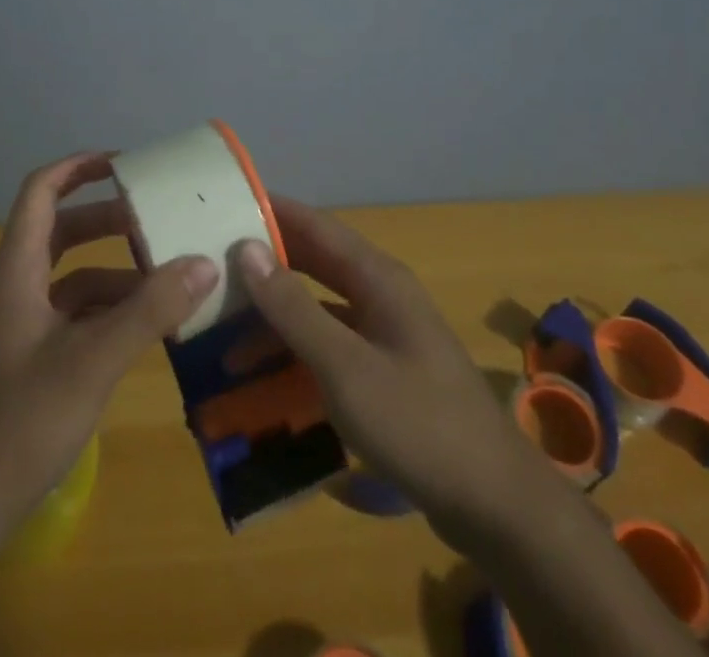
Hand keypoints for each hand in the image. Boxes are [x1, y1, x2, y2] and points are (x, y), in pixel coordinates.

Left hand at [0, 152, 220, 564]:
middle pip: (61, 230)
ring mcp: (20, 323)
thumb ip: (150, 310)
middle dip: (108, 219)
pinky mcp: (29, 357)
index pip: (40, 191)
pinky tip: (145, 325)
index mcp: (17, 268)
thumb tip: (204, 263)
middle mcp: (15, 285)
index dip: (77, 167)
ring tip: (165, 273)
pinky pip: (73, 314)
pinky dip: (108, 309)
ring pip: (71, 275)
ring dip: (115, 269)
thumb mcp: (94, 360)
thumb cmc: (22, 420)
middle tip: (156, 218)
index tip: (124, 164)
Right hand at [233, 196, 525, 549]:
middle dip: (266, 264)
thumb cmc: (418, 423)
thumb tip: (247, 249)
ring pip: (320, 306)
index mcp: (377, 278)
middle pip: (315, 263)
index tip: (225, 204)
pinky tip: (267, 374)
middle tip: (213, 266)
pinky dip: (298, 350)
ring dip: (277, 316)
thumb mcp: (344, 366)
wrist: (496, 504)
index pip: (315, 225)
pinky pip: (331, 343)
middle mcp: (381, 294)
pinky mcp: (386, 371)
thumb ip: (294, 308)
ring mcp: (386, 333)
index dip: (272, 211)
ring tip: (225, 332)